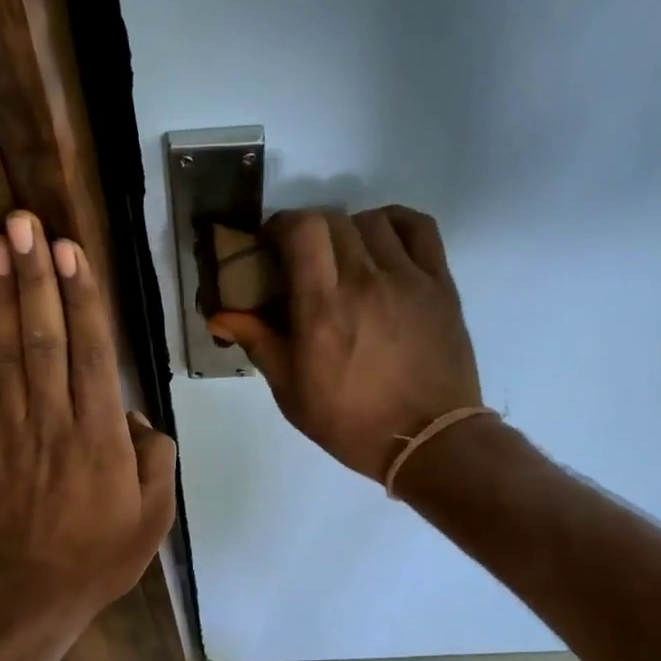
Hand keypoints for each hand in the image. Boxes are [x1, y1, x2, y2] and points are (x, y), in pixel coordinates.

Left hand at [0, 211, 176, 618]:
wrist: (36, 588)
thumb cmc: (104, 554)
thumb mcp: (155, 515)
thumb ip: (154, 458)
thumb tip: (135, 421)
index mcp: (100, 439)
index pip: (91, 355)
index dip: (82, 299)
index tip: (71, 250)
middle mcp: (55, 422)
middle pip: (44, 339)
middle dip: (35, 277)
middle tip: (24, 222)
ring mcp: (16, 430)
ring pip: (10, 351)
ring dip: (4, 294)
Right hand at [209, 207, 481, 480]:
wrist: (426, 441)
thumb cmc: (351, 423)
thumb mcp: (292, 392)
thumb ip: (259, 343)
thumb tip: (219, 315)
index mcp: (323, 308)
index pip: (302, 229)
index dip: (281, 225)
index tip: (271, 245)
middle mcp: (366, 281)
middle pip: (333, 219)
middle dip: (309, 231)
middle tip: (302, 260)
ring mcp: (408, 278)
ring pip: (373, 220)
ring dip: (349, 230)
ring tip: (344, 258)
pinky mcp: (440, 283)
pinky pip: (419, 228)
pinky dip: (395, 224)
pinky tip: (383, 244)